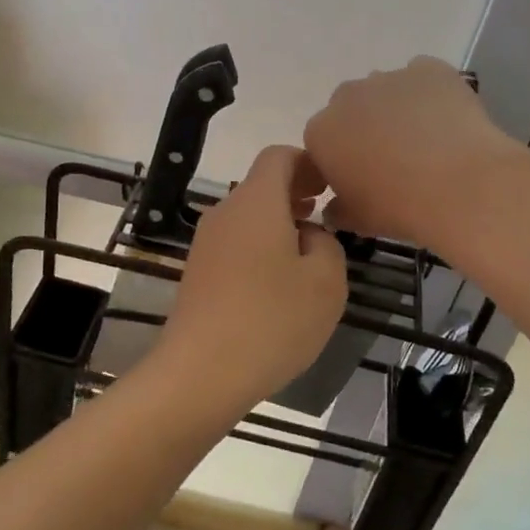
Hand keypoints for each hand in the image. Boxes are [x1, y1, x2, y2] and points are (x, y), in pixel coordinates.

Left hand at [159, 146, 347, 406]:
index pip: (278, 156)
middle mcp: (225, 212)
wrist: (200, 373)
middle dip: (296, 193)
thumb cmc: (271, 321)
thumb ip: (327, 244)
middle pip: (261, 185)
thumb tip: (308, 235)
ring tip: (308, 250)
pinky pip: (236, 243)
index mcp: (256, 202)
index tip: (331, 185)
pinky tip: (278, 281)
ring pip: (248, 216)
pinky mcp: (198, 272)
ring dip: (279, 222)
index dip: (308, 162)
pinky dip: (261, 246)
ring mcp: (206, 243)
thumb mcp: (326, 282)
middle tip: (326, 214)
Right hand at [304, 56, 522, 250]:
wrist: (460, 185)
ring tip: (426, 141)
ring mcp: (388, 77)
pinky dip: (429, 95)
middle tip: (393, 159)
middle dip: (365, 128)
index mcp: (321, 133)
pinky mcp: (428, 68)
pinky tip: (446, 121)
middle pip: (350, 109)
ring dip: (396, 110)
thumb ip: (337, 210)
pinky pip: (422, 78)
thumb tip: (335, 207)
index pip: (322, 142)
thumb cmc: (399, 207)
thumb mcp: (358, 220)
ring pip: (386, 91)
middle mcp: (347, 96)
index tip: (361, 178)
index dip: (341, 159)